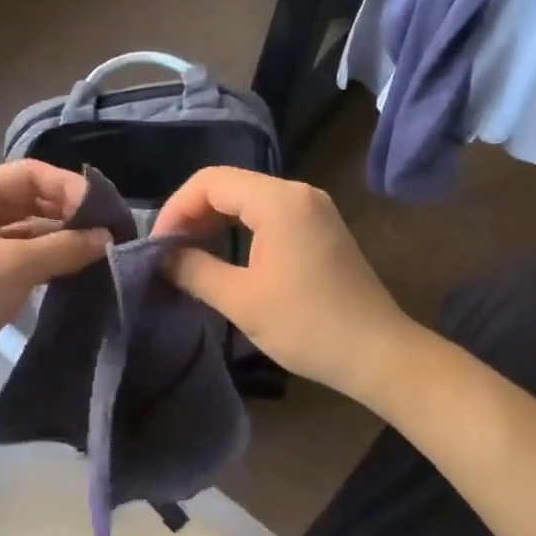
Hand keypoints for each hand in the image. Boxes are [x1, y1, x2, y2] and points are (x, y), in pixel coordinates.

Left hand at [0, 161, 109, 399]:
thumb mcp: (15, 266)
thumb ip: (65, 247)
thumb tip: (108, 237)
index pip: (29, 174)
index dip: (69, 187)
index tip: (105, 212)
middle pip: (30, 199)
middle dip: (68, 213)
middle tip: (107, 232)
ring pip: (28, 229)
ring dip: (61, 238)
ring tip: (99, 251)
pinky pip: (22, 255)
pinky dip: (48, 259)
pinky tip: (76, 268)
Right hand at [153, 167, 409, 401]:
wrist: (379, 354)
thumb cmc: (307, 325)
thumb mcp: (241, 300)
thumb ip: (194, 270)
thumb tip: (161, 258)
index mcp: (279, 201)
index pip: (210, 181)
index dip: (176, 208)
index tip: (157, 245)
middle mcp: (298, 193)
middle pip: (229, 185)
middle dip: (192, 214)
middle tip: (168, 252)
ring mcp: (313, 209)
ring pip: (248, 200)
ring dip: (214, 222)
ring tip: (189, 255)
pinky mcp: (321, 229)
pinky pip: (268, 215)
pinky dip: (239, 229)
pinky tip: (224, 255)